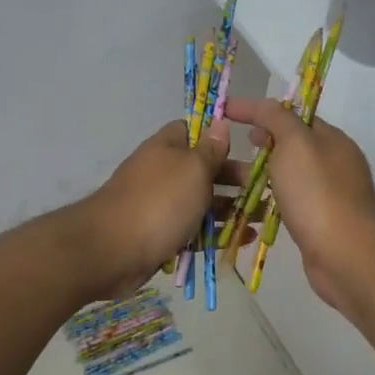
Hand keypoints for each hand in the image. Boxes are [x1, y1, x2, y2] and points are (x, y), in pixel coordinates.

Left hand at [77, 120, 250, 299]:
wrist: (111, 251)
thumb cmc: (159, 202)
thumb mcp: (193, 168)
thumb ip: (210, 149)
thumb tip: (219, 122)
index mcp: (166, 148)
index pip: (193, 131)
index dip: (217, 136)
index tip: (245, 147)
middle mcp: (162, 173)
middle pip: (203, 170)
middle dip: (233, 178)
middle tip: (263, 188)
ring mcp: (161, 206)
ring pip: (201, 203)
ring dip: (231, 209)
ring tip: (262, 217)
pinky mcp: (161, 236)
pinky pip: (194, 231)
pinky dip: (217, 234)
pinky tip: (243, 240)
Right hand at [222, 96, 374, 317]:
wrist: (345, 254)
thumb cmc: (318, 192)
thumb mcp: (295, 143)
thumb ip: (277, 118)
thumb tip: (263, 108)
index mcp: (332, 139)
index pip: (292, 115)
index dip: (260, 112)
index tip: (226, 113)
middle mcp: (334, 163)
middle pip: (292, 146)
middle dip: (261, 143)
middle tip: (229, 147)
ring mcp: (329, 195)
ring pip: (289, 177)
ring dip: (262, 175)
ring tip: (230, 180)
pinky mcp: (320, 224)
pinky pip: (290, 204)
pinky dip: (270, 201)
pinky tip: (251, 208)